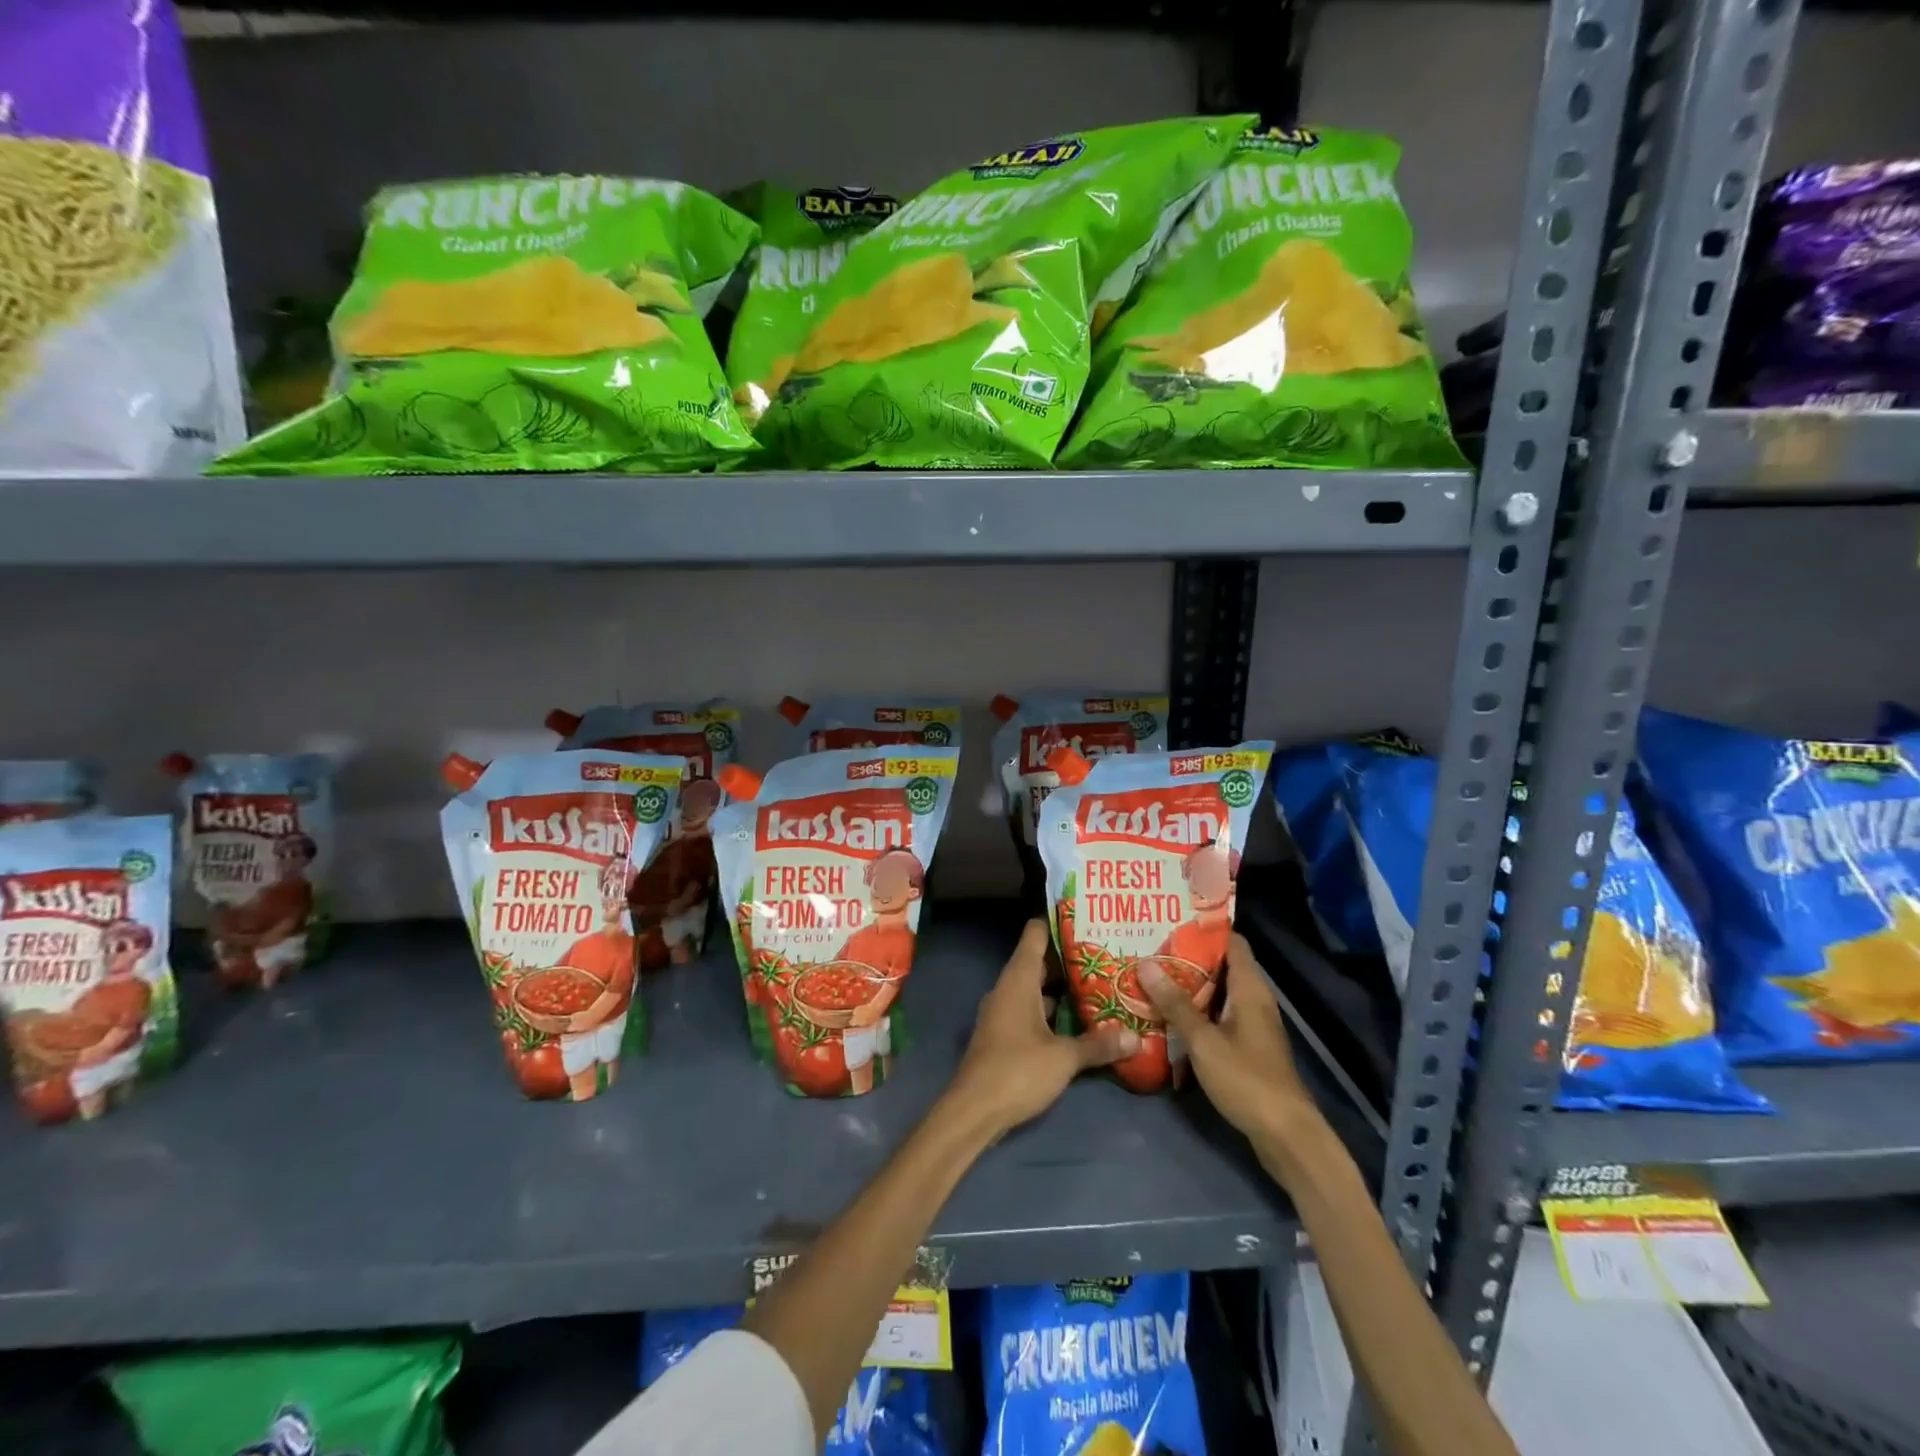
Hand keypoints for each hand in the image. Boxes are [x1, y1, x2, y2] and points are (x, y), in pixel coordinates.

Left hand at [943, 921, 1138, 1138]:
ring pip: (1036, 990)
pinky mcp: (1004, 1035)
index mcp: (1018, 980)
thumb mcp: (1063, 1058)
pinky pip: (1032, 1012)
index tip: (1086, 917)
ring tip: (1100, 985)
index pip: (1035, 935)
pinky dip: (1053, 1012)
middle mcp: (1008, 989)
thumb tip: (1135, 1036)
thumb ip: (1098, 1044)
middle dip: (1070, 959)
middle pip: (1039, 962)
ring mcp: (1003, 1012)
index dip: (1058, 922)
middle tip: (1107, 954)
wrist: (974, 1110)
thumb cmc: (1017, 1071)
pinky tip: (1079, 1022)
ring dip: (1063, 989)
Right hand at [1140, 935, 1323, 1155]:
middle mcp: (1254, 1000)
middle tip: (1149, 949)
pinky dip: (1197, 1011)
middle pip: (1221, 966)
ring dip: (1189, 987)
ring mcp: (1252, 1025)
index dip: (1203, 929)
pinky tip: (1168, 1016)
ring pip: (1218, 993)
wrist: (1286, 1135)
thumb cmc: (1246, 1078)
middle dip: (1187, 958)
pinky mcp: (1247, 1047)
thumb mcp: (1203, 1040)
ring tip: (1151, 977)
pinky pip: (1218, 1016)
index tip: (1169, 921)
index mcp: (1250, 988)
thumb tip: (1145, 964)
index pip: (1231, 942)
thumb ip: (1175, 1003)